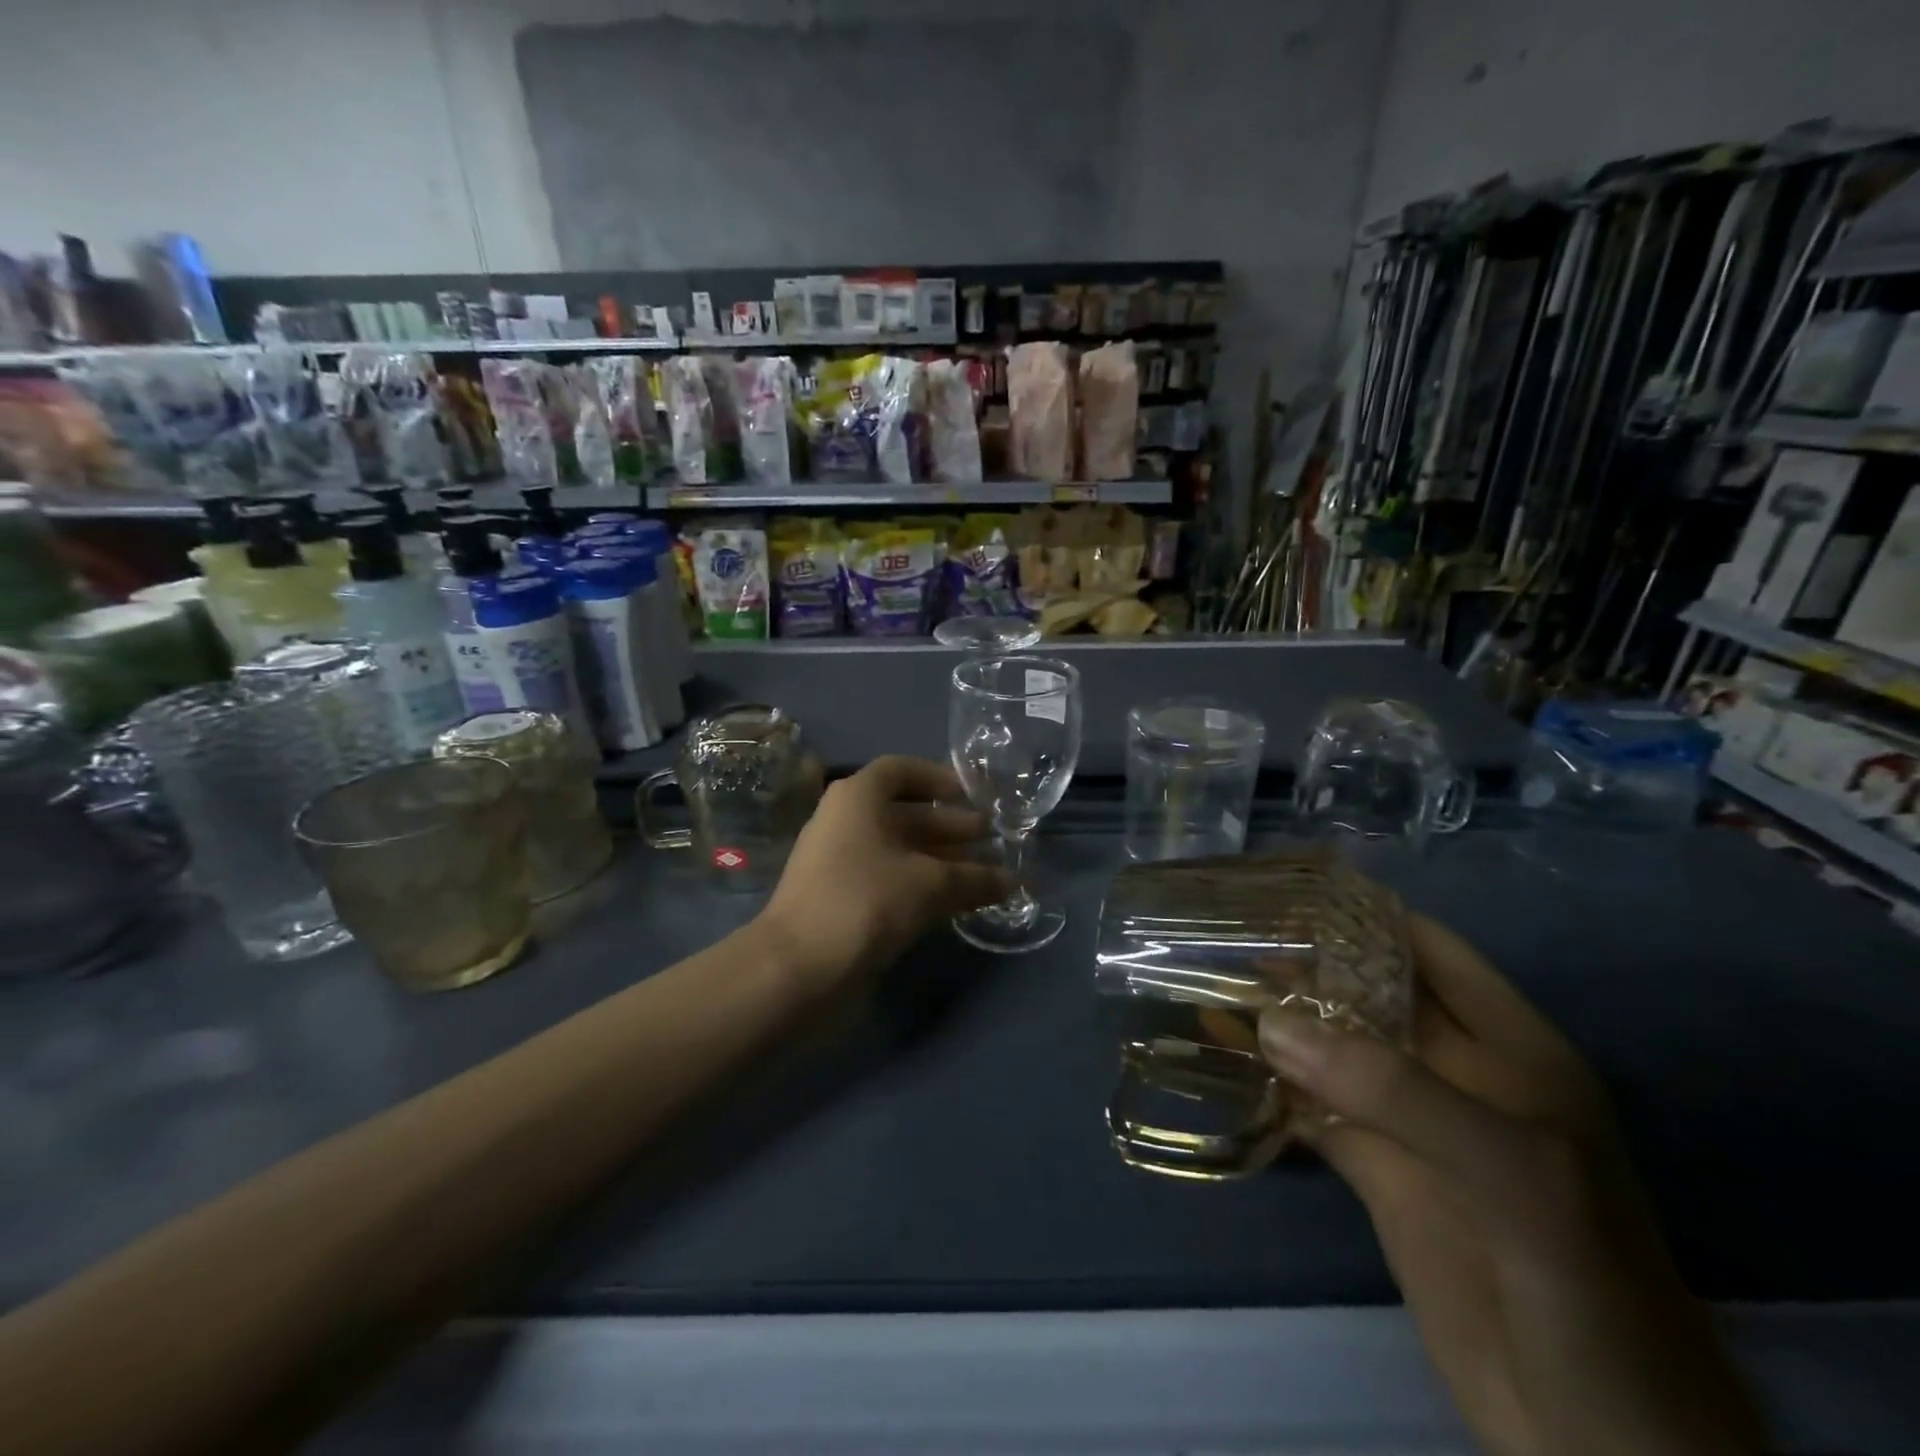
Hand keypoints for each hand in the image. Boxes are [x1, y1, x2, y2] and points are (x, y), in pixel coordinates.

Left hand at [756, 755, 1011, 995]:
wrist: (798, 968)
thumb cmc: (866, 901)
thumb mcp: (930, 883)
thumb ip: (975, 878)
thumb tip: (1016, 880)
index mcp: (858, 798)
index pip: (901, 771)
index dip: (938, 778)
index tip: (971, 796)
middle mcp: (847, 822)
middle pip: (906, 813)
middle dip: (951, 826)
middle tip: (993, 839)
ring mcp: (842, 863)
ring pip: (901, 851)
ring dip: (943, 859)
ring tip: (987, 874)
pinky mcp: (844, 900)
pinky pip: (892, 880)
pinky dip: (925, 885)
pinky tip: (958, 901)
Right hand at [1259, 911, 1764, 1455]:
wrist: (1601, 1439)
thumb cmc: (1585, 1282)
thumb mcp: (1510, 1171)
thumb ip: (1392, 1089)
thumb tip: (1269, 1022)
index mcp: (1508, 1045)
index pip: (1426, 947)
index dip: (1362, 911)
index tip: (1284, 886)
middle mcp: (1454, 1069)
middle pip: (1364, 991)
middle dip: (1300, 961)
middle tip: (1220, 929)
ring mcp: (1409, 1121)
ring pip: (1328, 1046)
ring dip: (1273, 1017)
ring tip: (1201, 978)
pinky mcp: (1375, 1169)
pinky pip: (1308, 1106)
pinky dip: (1264, 1079)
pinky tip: (1215, 1054)